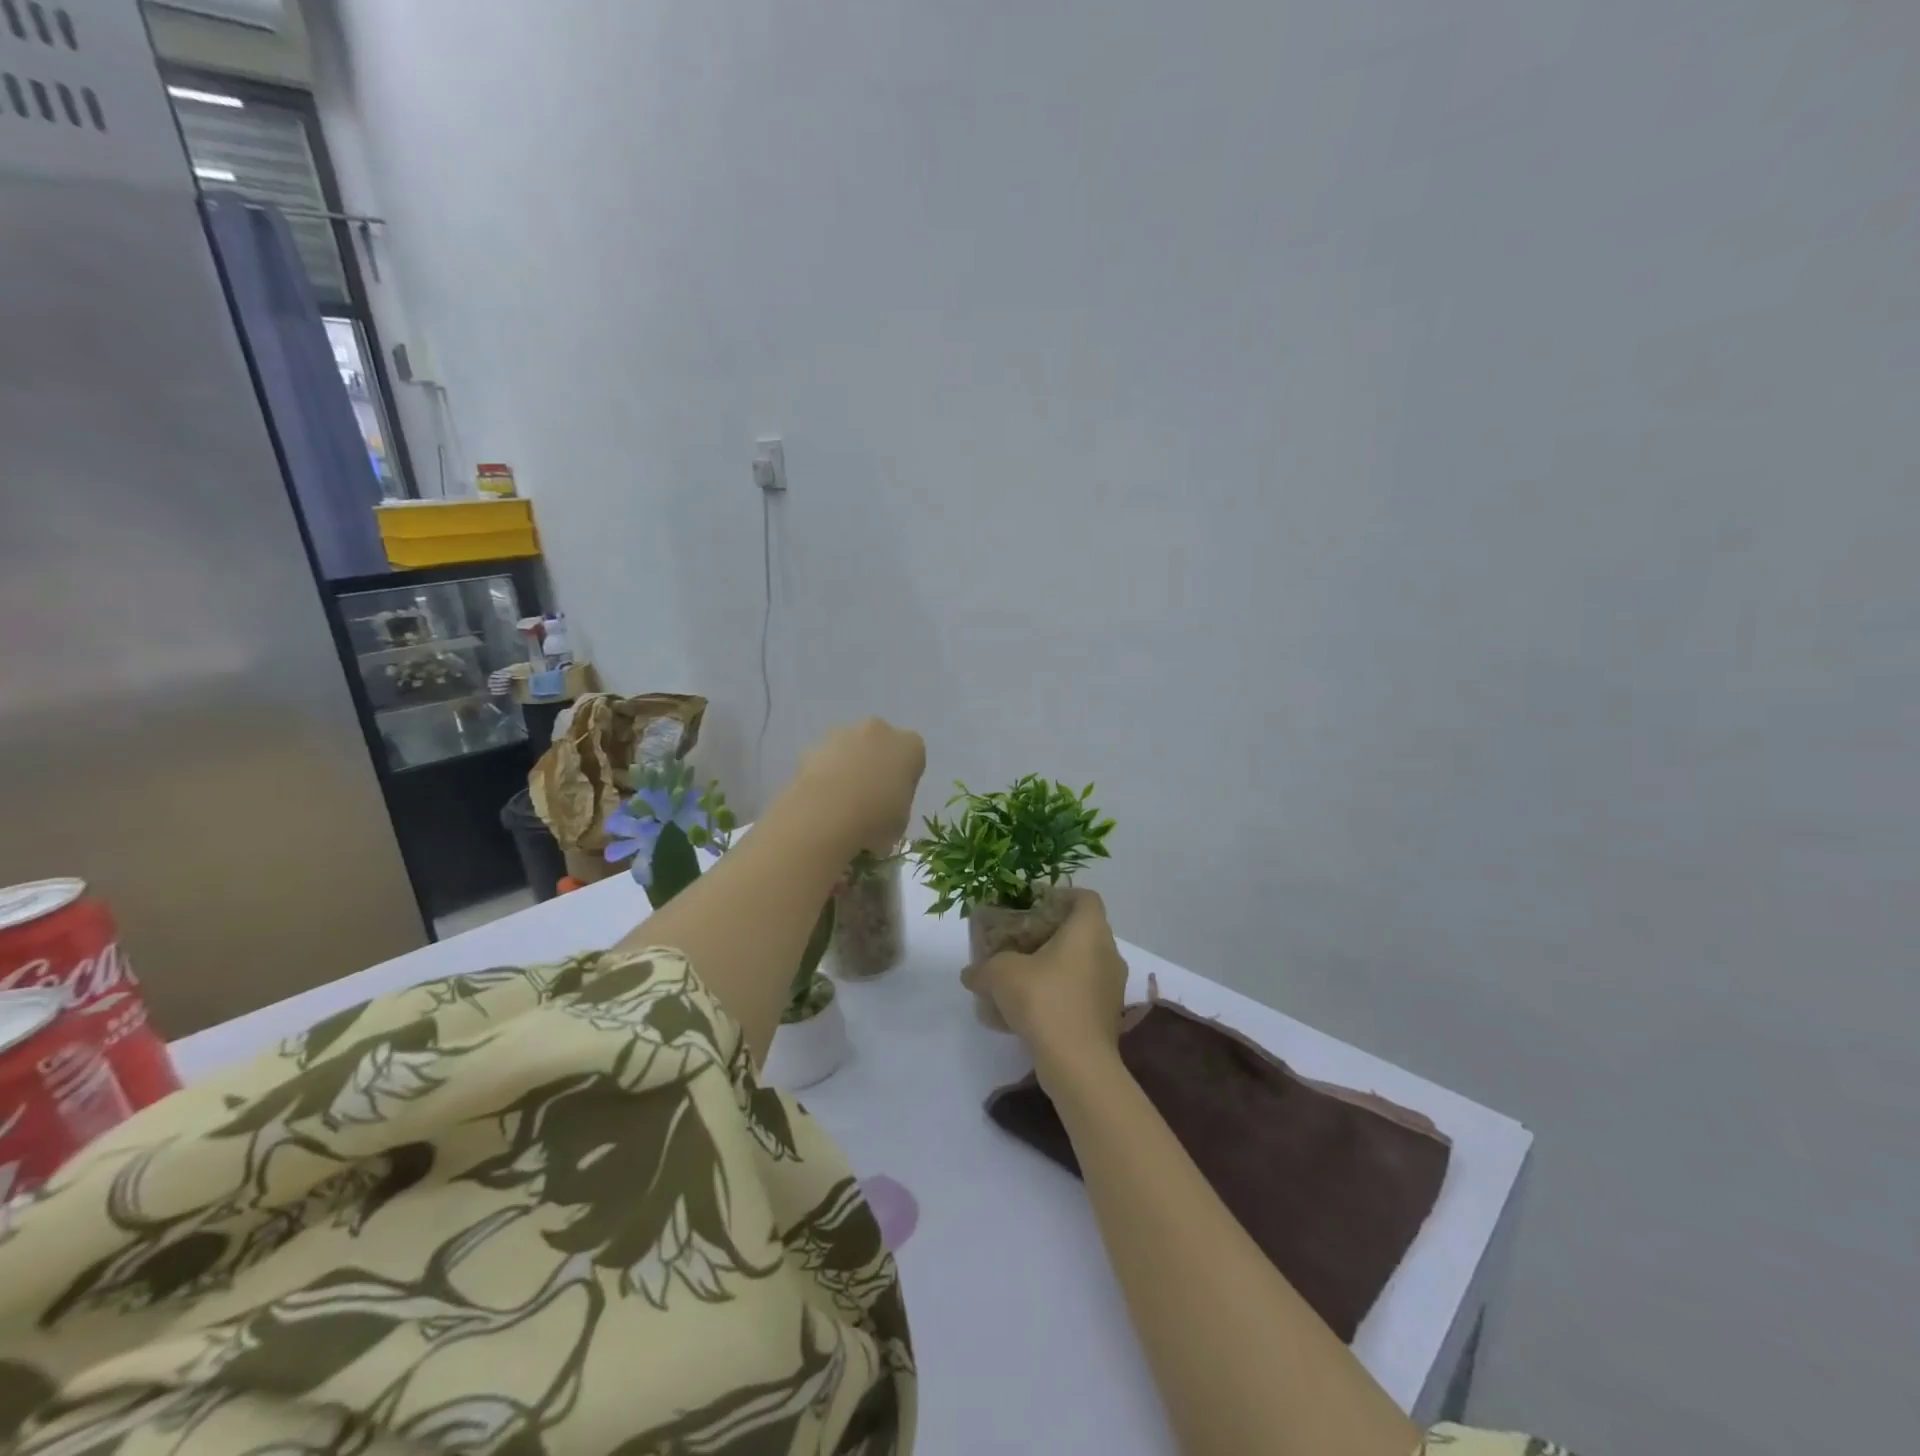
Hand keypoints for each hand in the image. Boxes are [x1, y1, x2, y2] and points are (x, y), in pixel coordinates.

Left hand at [789, 717, 926, 857]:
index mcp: (910, 745)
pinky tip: (820, 802)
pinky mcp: (812, 747)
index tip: (896, 800)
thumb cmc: (876, 819)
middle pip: (880, 745)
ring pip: (849, 749)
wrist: (825, 817)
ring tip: (839, 804)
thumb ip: (896, 804)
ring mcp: (842, 734)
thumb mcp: (901, 821)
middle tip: (868, 799)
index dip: (904, 779)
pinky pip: (824, 761)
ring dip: (847, 767)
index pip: (913, 757)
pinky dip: (823, 775)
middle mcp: (878, 730)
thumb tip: (882, 809)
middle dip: (875, 764)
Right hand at [964, 889, 1128, 1085]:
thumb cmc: (1044, 1001)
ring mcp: (1113, 986)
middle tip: (1024, 940)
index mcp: (1089, 930)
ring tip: (1027, 975)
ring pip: (1086, 962)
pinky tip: (1036, 1008)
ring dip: (1060, 964)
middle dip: (1055, 932)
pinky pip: (1086, 991)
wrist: (1078, 1063)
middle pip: (1085, 930)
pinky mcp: (1109, 1015)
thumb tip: (969, 974)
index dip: (1063, 895)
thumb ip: (984, 968)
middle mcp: (1109, 952)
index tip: (1036, 905)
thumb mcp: (1001, 976)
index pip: (1086, 898)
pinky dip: (1065, 991)